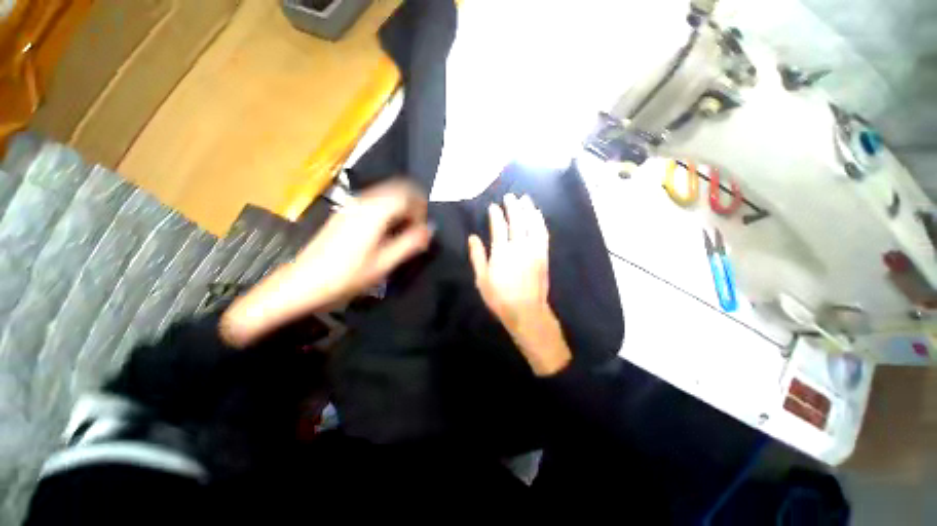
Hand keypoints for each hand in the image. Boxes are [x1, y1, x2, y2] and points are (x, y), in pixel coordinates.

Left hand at [221, 180, 431, 346]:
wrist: (302, 283)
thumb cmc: (345, 276)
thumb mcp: (383, 264)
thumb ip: (409, 244)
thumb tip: (429, 230)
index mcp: (374, 212)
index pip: (407, 194)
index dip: (421, 208)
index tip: (424, 228)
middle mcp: (363, 202)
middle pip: (396, 188)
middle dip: (413, 203)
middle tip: (418, 226)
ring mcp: (351, 205)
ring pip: (385, 193)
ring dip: (401, 206)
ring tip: (405, 229)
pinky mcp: (344, 213)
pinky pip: (374, 201)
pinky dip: (388, 209)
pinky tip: (387, 229)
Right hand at [468, 194, 571, 375]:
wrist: (526, 311)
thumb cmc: (500, 298)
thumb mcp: (482, 279)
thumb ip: (477, 256)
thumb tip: (473, 237)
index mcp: (502, 252)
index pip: (499, 227)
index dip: (496, 214)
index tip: (493, 206)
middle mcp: (519, 247)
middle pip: (517, 221)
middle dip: (513, 206)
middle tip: (510, 196)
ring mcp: (534, 250)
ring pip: (532, 224)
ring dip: (529, 210)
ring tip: (526, 199)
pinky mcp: (543, 255)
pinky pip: (543, 234)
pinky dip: (540, 222)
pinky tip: (538, 216)